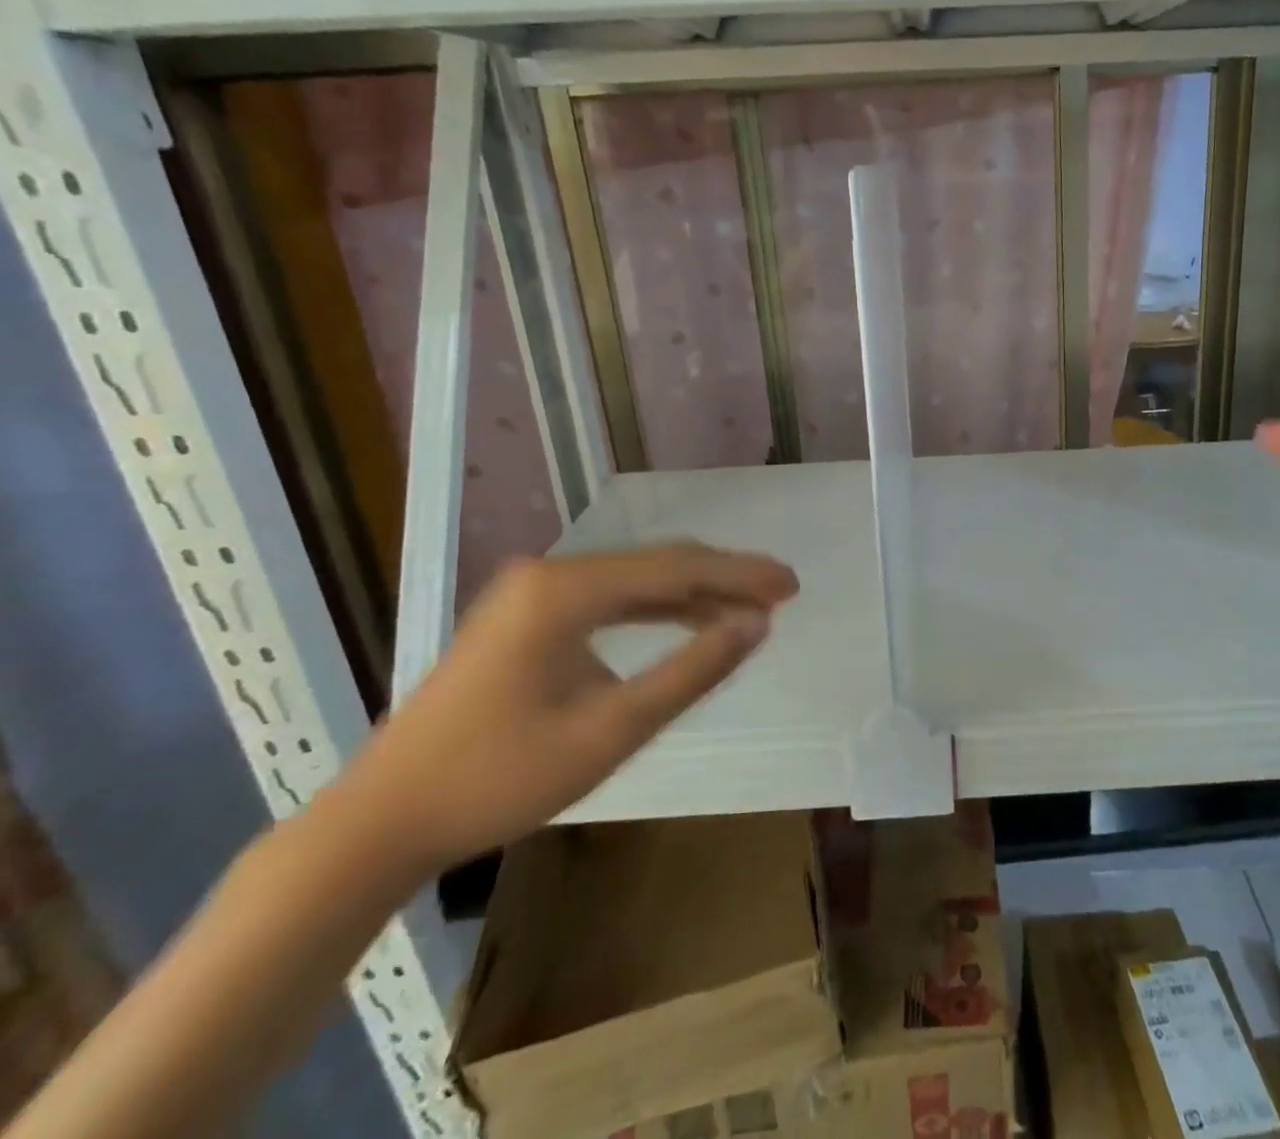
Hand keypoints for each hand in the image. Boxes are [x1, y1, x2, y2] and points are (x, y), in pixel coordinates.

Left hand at [337, 546, 798, 873]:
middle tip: (781, 593)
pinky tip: (687, 620)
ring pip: (634, 579)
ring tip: (748, 607)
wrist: (380, 822)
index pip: (676, 567)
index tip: (792, 584)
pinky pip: (607, 599)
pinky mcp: (524, 616)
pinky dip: (655, 609)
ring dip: (693, 593)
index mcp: (565, 589)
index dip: (740, 574)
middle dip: (723, 577)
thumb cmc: (497, 779)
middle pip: (657, 564)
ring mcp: (532, 592)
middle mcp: (549, 573)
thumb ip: (691, 672)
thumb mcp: (610, 731)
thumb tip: (756, 625)